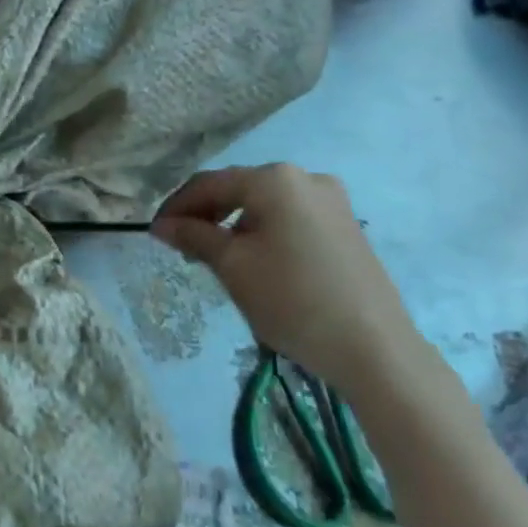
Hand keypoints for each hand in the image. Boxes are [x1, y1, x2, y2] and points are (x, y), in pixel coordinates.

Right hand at [150, 164, 427, 402]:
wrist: (373, 348)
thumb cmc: (291, 299)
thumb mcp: (231, 266)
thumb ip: (193, 236)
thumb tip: (161, 225)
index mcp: (274, 180)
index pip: (208, 184)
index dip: (176, 207)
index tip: (154, 234)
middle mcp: (305, 178)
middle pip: (237, 189)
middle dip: (204, 215)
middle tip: (181, 247)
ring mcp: (331, 201)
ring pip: (263, 204)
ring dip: (231, 224)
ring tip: (213, 257)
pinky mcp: (345, 225)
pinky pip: (288, 217)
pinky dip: (261, 231)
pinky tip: (251, 259)